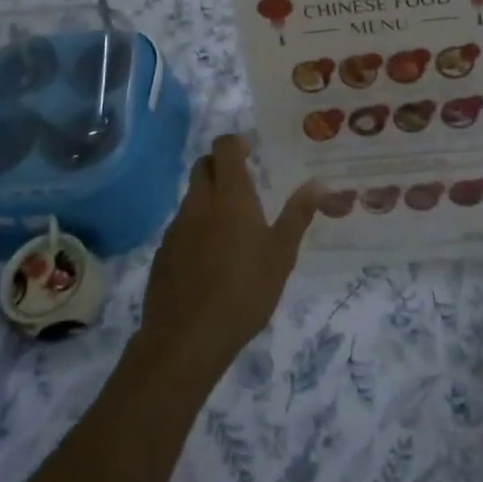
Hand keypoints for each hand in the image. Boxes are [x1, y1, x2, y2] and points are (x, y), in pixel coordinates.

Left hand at [138, 136, 317, 379]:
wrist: (187, 338)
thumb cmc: (244, 291)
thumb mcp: (281, 254)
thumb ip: (298, 215)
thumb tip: (319, 183)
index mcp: (230, 196)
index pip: (224, 147)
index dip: (236, 143)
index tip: (251, 152)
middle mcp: (199, 202)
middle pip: (203, 166)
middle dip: (220, 166)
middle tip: (244, 184)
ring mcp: (176, 227)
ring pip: (192, 197)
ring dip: (209, 199)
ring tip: (232, 228)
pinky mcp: (163, 253)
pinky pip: (181, 227)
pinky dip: (196, 229)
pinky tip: (211, 259)